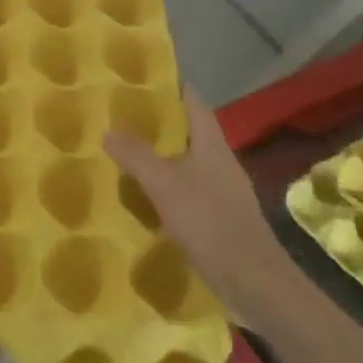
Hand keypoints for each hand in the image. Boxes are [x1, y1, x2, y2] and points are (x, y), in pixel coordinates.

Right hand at [104, 87, 280, 329]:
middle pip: (189, 132)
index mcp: (212, 145)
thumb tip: (109, 129)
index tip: (141, 80)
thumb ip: (136, 155)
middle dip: (158, 124)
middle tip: (120, 119)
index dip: (171, 87)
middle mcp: (220, 162)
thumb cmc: (210, 222)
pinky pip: (188, 192)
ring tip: (123, 156)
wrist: (253, 282)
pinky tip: (143, 200)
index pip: (194, 102)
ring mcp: (222, 192)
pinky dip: (166, 190)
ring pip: (187, 163)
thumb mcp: (165, 185)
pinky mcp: (219, 219)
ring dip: (160, 158)